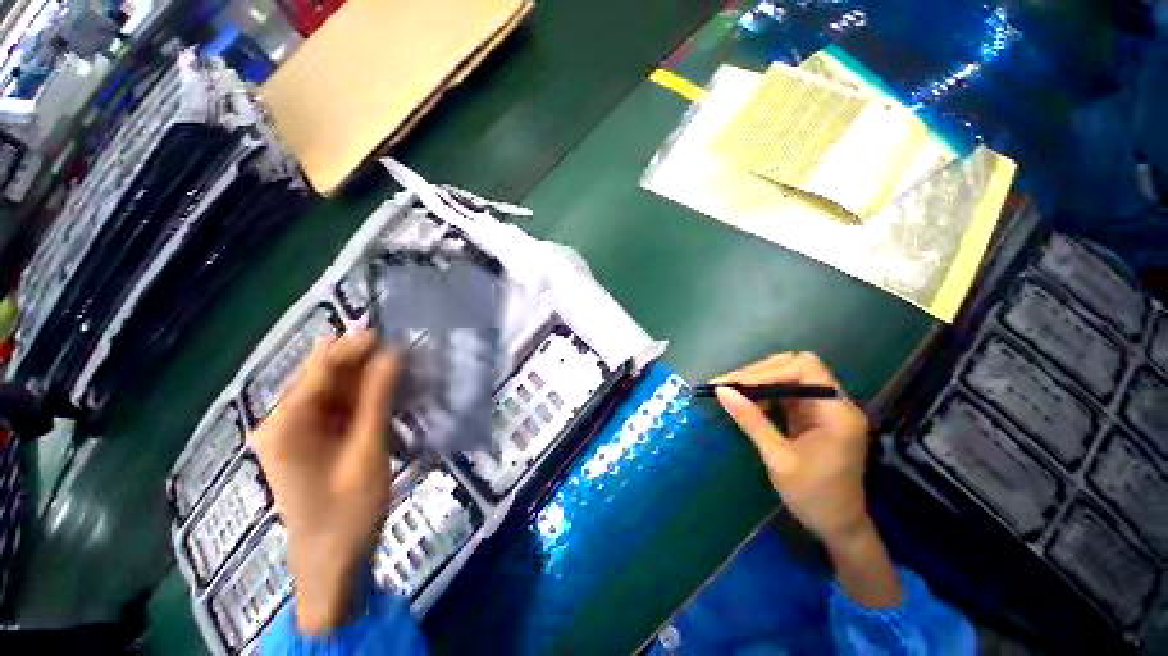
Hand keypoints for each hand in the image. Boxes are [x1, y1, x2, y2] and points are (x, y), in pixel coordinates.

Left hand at [253, 330, 400, 633]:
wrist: (329, 568)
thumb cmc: (347, 518)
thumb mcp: (367, 457)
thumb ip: (377, 401)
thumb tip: (393, 353)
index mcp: (286, 419)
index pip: (321, 367)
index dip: (356, 348)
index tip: (392, 337)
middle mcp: (278, 419)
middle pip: (321, 380)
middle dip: (360, 371)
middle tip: (402, 365)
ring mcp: (284, 435)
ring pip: (324, 399)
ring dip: (359, 393)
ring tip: (397, 387)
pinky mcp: (295, 449)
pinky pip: (323, 419)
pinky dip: (350, 415)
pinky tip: (377, 414)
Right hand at [711, 352, 871, 545]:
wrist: (839, 524)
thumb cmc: (811, 498)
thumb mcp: (779, 461)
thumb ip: (754, 423)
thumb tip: (723, 393)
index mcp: (836, 411)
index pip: (803, 370)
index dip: (765, 372)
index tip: (730, 383)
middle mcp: (840, 402)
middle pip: (802, 367)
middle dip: (765, 372)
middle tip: (730, 385)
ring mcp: (835, 408)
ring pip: (801, 378)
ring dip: (769, 381)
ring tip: (737, 391)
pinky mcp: (827, 418)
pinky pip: (801, 395)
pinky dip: (778, 395)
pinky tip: (756, 403)